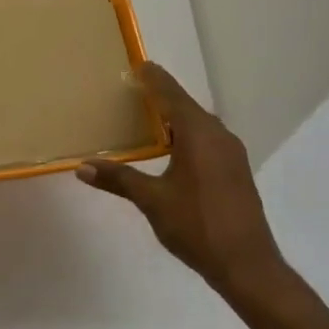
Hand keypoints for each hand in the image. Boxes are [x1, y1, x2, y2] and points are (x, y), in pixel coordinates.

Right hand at [76, 63, 291, 302]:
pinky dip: (186, 135)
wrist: (246, 264)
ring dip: (174, 118)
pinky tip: (171, 150)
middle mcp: (219, 135)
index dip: (153, 79)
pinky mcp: (235, 171)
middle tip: (134, 90)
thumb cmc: (197, 225)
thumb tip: (82, 167)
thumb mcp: (152, 200)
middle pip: (186, 106)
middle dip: (161, 96)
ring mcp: (231, 154)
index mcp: (199, 134)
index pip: (171, 95)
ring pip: (198, 124)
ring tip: (147, 117)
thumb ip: (118, 179)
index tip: (137, 64)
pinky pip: (207, 140)